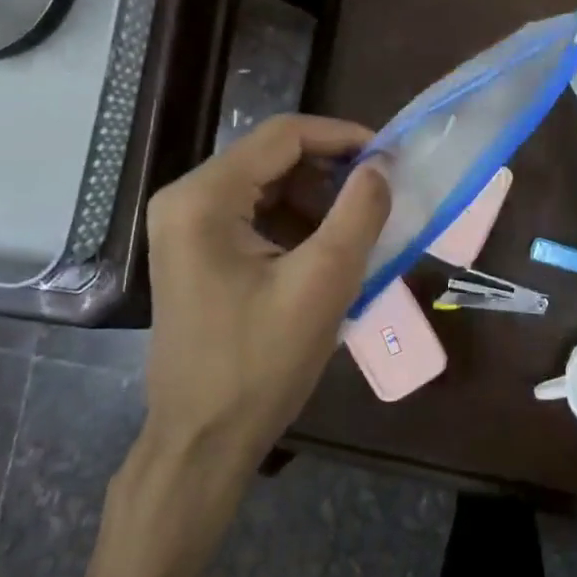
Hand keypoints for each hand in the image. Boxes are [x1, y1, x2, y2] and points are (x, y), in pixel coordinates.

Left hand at [141, 115, 390, 464]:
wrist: (204, 441)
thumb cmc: (261, 362)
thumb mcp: (324, 283)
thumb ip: (359, 213)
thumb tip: (381, 165)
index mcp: (204, 198)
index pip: (283, 135)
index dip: (342, 136)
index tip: (390, 156)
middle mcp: (186, 200)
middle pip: (272, 157)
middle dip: (331, 172)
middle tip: (380, 195)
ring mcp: (186, 228)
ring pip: (268, 186)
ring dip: (317, 201)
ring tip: (358, 232)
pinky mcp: (197, 253)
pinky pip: (256, 216)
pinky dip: (297, 224)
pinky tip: (326, 254)